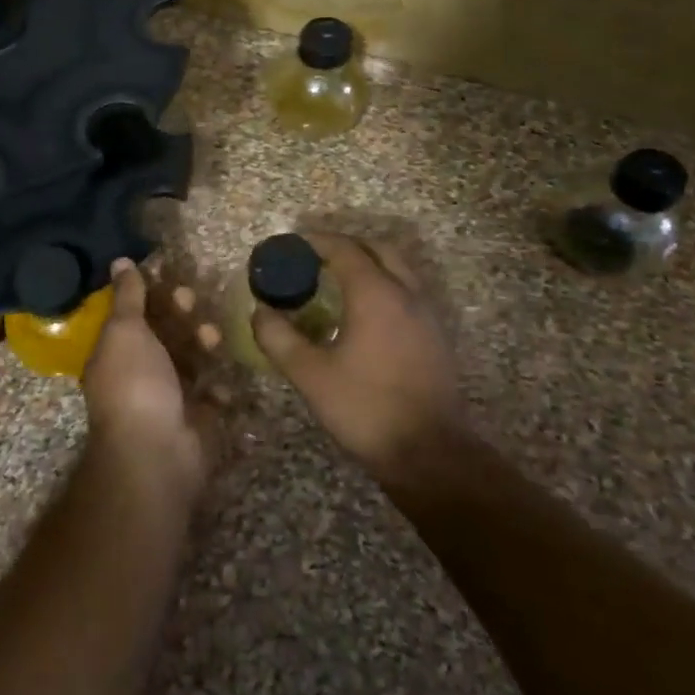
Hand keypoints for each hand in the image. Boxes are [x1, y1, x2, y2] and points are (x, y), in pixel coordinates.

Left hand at [81, 259, 220, 501]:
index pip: (134, 315)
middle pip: (164, 335)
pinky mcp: (196, 420)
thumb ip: (128, 296)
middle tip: (190, 299)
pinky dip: (218, 386)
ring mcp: (168, 399)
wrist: (157, 453)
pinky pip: (210, 395)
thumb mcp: (125, 330)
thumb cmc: (135, 383)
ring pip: (190, 360)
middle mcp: (139, 374)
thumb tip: (120, 261)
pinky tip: (220, 379)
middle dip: (179, 314)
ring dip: (202, 343)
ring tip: (212, 337)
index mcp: (116, 353)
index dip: (151, 293)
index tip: (170, 274)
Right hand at [252, 233, 459, 476]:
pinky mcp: (435, 337)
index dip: (314, 242)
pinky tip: (362, 315)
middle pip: (377, 249)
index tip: (288, 246)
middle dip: (345, 246)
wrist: (429, 453)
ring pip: (397, 270)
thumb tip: (259, 312)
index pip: (344, 249)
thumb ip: (278, 338)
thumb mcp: (309, 375)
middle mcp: (406, 293)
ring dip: (367, 265)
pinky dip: (383, 286)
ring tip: (334, 283)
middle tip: (313, 258)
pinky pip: (407, 293)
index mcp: (376, 294)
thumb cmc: (365, 408)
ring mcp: (426, 315)